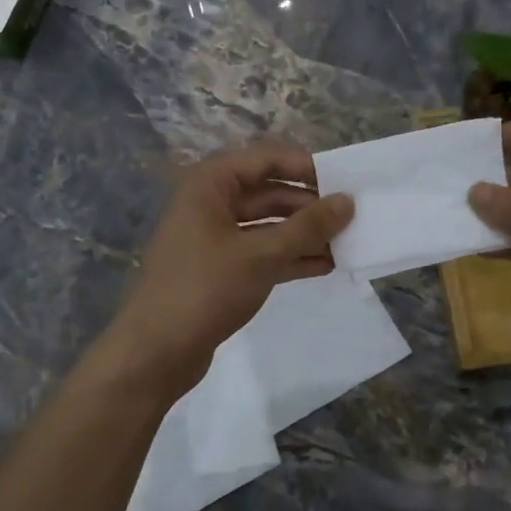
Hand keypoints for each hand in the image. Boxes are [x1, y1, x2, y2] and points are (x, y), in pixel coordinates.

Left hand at [104, 142, 353, 396]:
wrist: (156, 351)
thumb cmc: (205, 289)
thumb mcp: (261, 255)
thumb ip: (308, 227)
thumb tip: (348, 201)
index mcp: (211, 183)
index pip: (268, 159)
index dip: (307, 168)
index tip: (346, 184)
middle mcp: (211, 202)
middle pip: (270, 192)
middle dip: (310, 206)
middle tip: (354, 218)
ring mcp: (215, 237)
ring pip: (269, 225)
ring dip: (305, 234)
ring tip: (348, 244)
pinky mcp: (221, 268)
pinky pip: (263, 252)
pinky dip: (291, 257)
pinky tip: (326, 266)